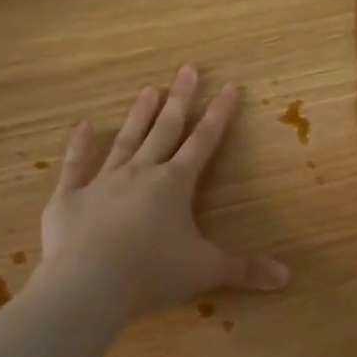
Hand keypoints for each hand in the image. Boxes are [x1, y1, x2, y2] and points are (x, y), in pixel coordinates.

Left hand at [39, 64, 289, 318]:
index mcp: (175, 185)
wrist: (87, 286)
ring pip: (125, 141)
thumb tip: (287, 277)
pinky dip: (79, 146)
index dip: (219, 115)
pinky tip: (83, 126)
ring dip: (139, 116)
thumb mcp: (205, 271)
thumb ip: (245, 270)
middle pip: (164, 130)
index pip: (203, 143)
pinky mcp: (68, 199)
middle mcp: (140, 174)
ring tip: (148, 89)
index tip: (229, 86)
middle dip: (180, 100)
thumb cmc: (152, 274)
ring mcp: (101, 182)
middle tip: (187, 69)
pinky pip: (75, 166)